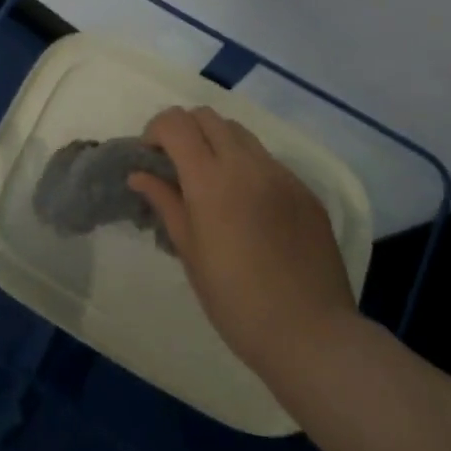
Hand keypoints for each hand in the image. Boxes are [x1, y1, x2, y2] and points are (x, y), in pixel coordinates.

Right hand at [130, 105, 357, 384]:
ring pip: (240, 133)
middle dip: (185, 130)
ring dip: (217, 142)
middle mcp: (246, 164)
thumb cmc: (235, 301)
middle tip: (178, 165)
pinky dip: (247, 166)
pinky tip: (249, 206)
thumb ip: (165, 203)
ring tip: (213, 182)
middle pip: (208, 116)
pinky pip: (268, 160)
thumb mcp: (190, 253)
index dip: (156, 130)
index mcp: (210, 179)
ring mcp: (280, 174)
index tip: (151, 158)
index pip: (176, 122)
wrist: (310, 334)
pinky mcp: (305, 190)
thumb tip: (139, 175)